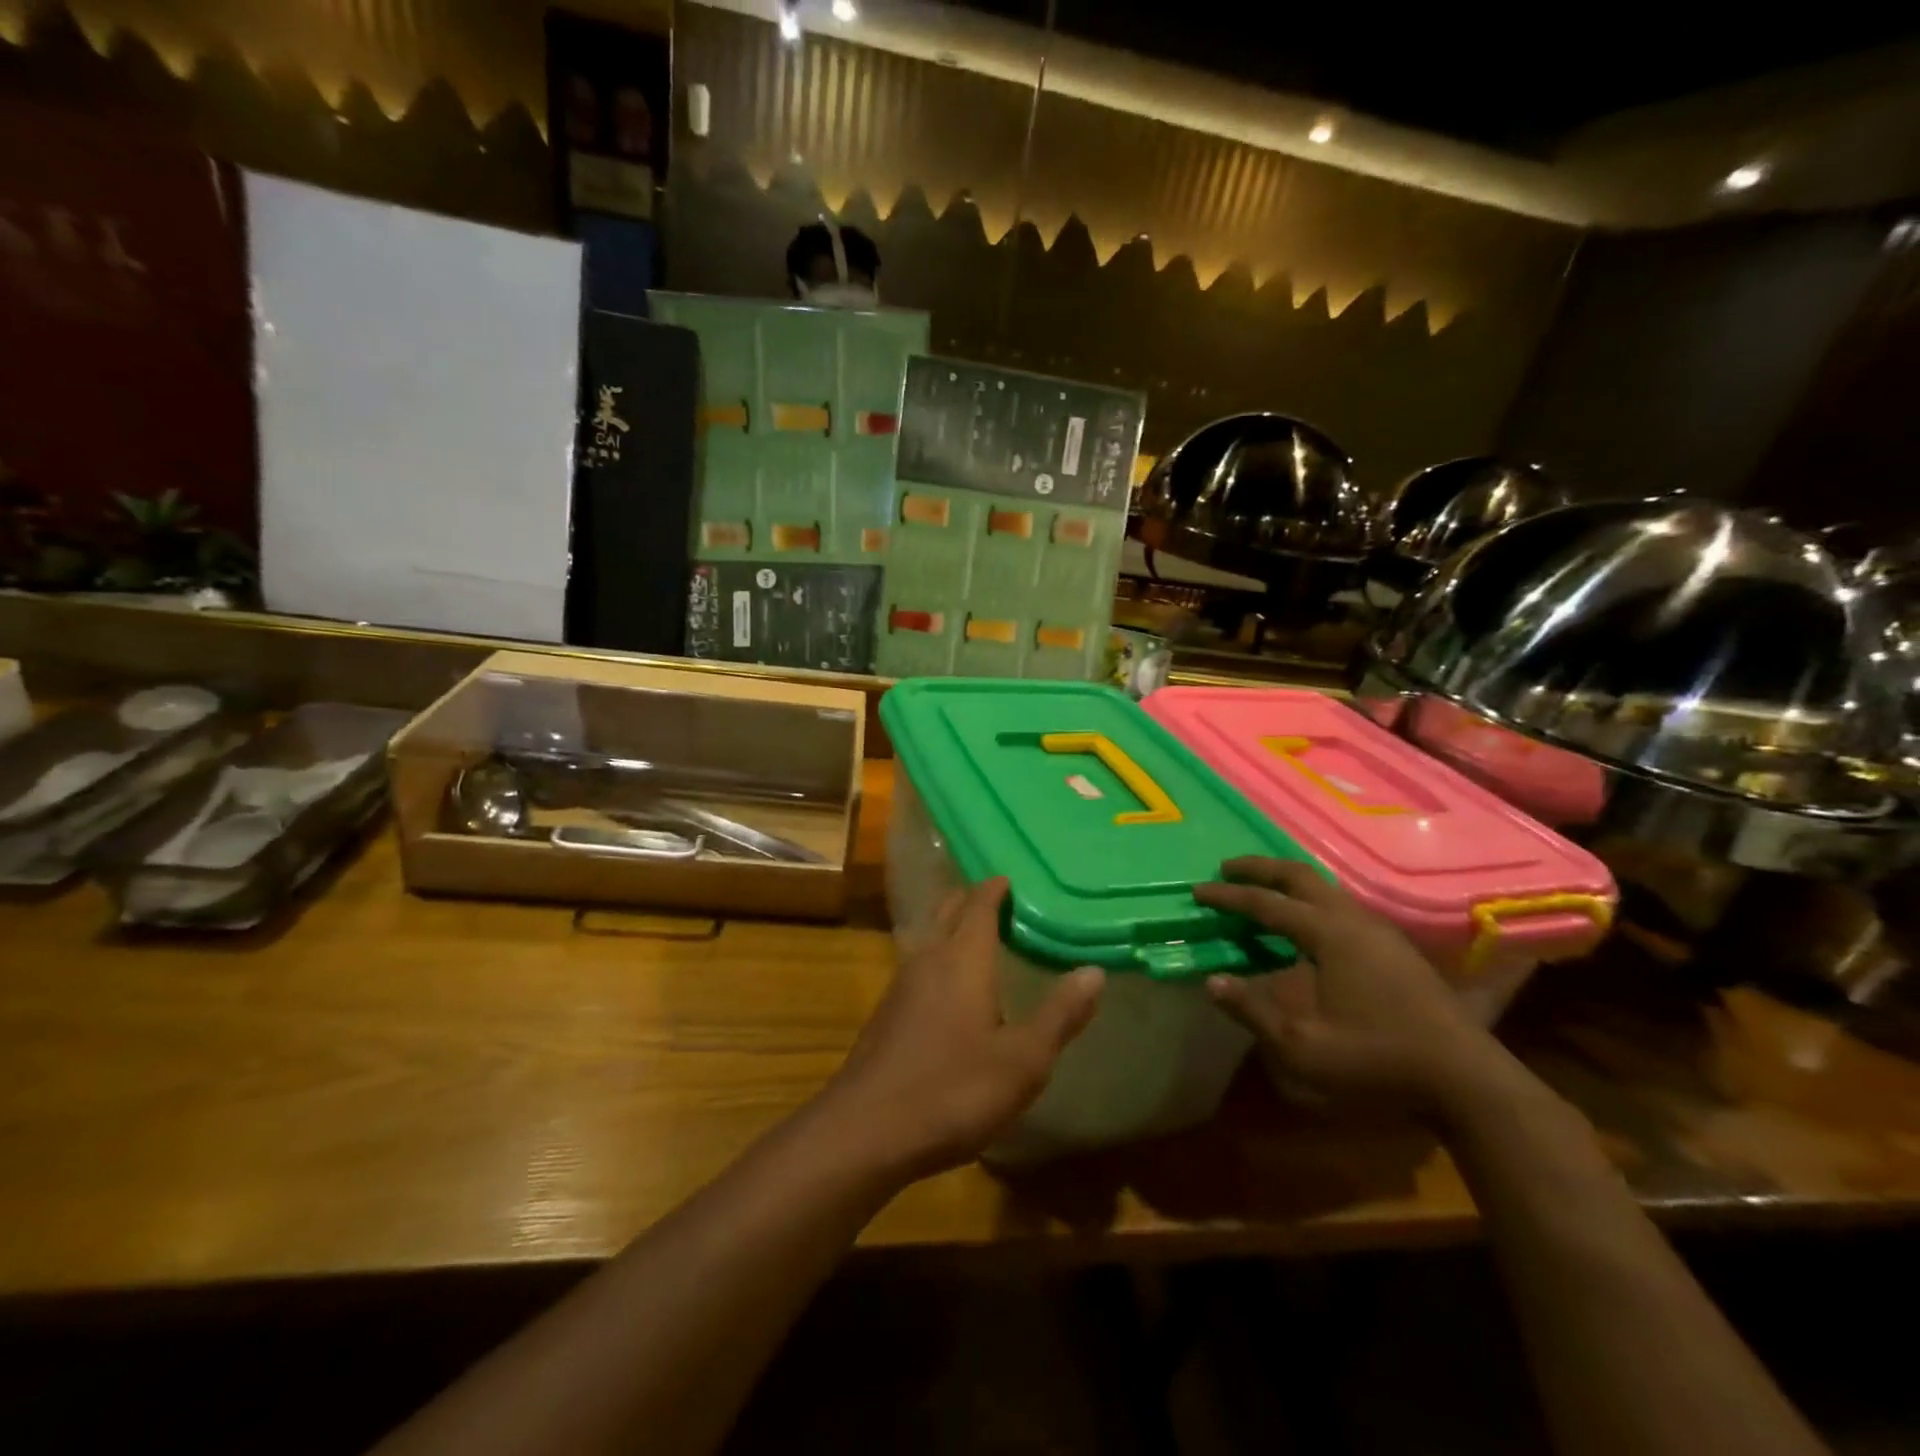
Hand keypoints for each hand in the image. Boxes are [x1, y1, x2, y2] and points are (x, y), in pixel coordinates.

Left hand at [823, 877, 1102, 1177]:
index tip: (1014, 879)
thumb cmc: (952, 1090)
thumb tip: (1093, 971)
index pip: (980, 903)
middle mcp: (928, 958)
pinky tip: (951, 990)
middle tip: (1003, 901)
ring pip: (930, 937)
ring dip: (953, 927)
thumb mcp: (1022, 1061)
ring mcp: (901, 985)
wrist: (865, 1131)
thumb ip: (1059, 1015)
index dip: (996, 888)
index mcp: (963, 958)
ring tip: (982, 938)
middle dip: (972, 899)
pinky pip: (919, 966)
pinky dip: (940, 960)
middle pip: (949, 910)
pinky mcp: (887, 1014)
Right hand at [1194, 857, 1509, 1116]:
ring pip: (1325, 888)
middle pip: (1300, 876)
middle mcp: (1353, 920)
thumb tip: (1211, 982)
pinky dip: (1311, 901)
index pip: (1267, 904)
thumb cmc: (1379, 1060)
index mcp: (1329, 934)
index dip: (1228, 897)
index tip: (1197, 891)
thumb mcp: (1304, 1046)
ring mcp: (1380, 931)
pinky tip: (1307, 925)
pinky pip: (1341, 906)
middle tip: (1227, 869)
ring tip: (1262, 891)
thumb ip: (1254, 1011)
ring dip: (1288, 883)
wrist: (1466, 1080)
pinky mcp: (1395, 948)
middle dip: (1260, 869)